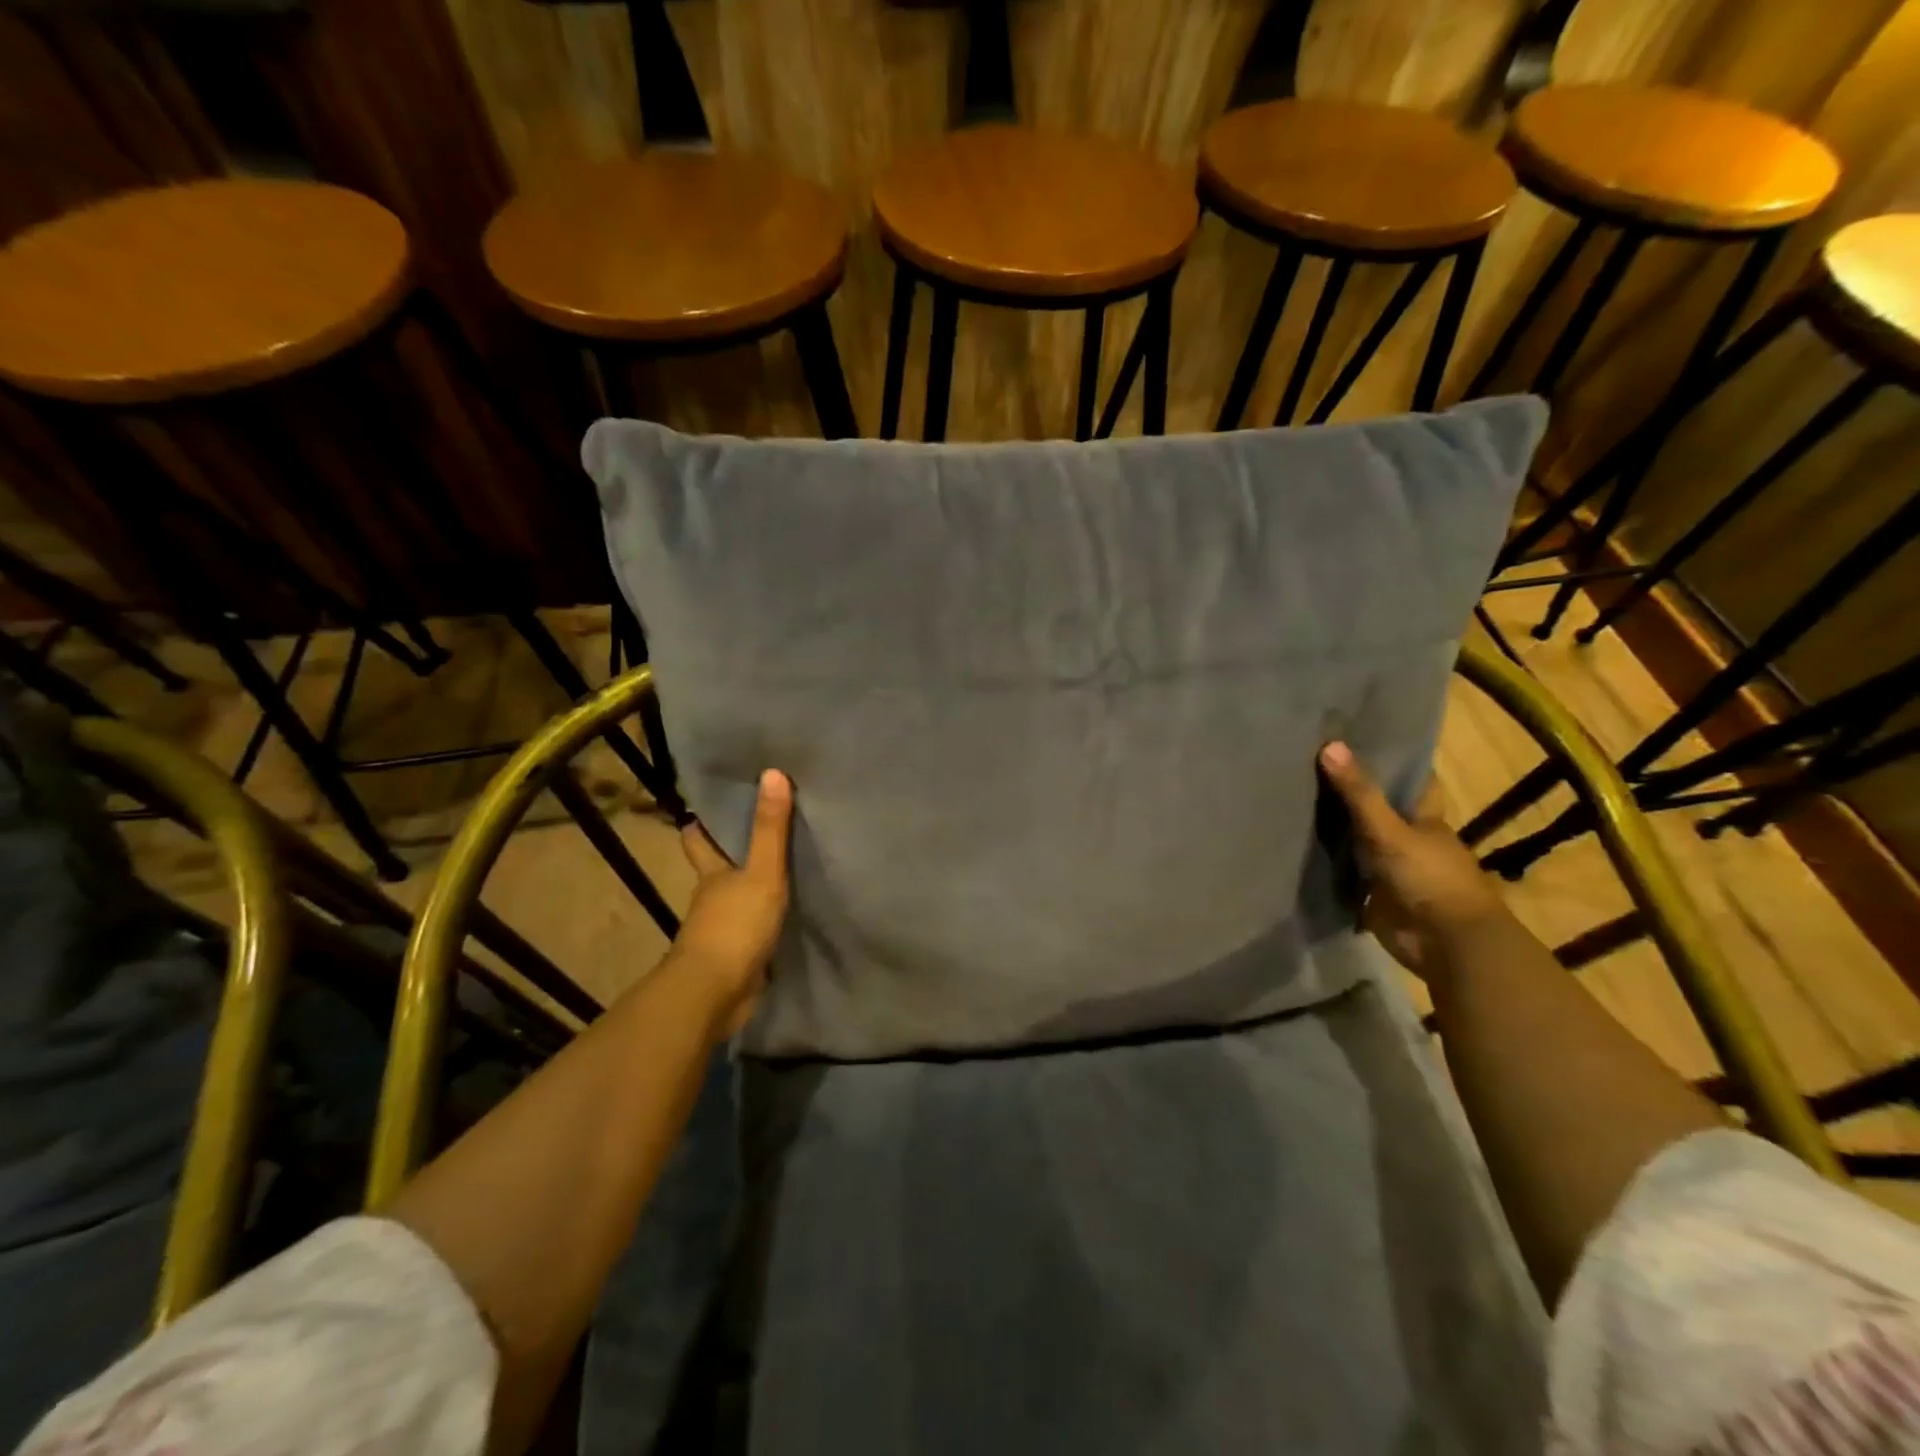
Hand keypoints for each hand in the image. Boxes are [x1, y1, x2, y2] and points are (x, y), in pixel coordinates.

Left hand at [672, 769, 793, 1037]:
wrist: (715, 993)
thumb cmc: (735, 926)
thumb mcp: (762, 873)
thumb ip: (770, 829)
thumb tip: (772, 773)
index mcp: (711, 874)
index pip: (698, 841)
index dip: (699, 824)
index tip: (704, 806)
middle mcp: (710, 898)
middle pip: (714, 870)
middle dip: (725, 854)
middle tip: (749, 831)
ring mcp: (720, 930)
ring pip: (732, 900)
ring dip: (746, 888)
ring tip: (776, 869)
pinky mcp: (734, 958)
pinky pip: (749, 930)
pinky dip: (759, 920)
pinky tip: (780, 915)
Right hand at [1318, 742, 1509, 981]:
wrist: (1445, 943)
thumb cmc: (1430, 878)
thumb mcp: (1390, 830)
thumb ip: (1359, 793)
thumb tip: (1329, 744)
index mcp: (1425, 822)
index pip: (1415, 784)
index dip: (1397, 764)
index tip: (1366, 741)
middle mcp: (1410, 842)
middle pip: (1382, 812)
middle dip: (1355, 796)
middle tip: (1314, 769)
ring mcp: (1393, 872)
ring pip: (1363, 844)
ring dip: (1339, 833)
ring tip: (1296, 804)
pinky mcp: (1375, 899)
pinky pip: (1348, 877)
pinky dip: (1330, 868)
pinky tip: (1300, 852)